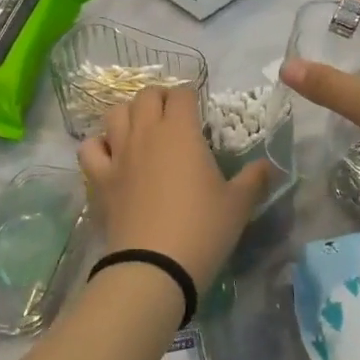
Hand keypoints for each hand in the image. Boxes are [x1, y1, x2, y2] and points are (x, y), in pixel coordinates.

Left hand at [78, 87, 271, 292]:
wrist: (154, 265)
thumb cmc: (202, 228)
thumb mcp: (238, 204)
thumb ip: (255, 179)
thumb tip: (269, 165)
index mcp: (181, 131)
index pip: (182, 94)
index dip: (191, 96)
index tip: (199, 110)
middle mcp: (146, 132)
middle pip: (146, 95)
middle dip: (160, 98)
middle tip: (173, 116)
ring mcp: (119, 153)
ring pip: (115, 113)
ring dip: (129, 114)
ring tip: (141, 128)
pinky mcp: (100, 177)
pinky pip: (90, 148)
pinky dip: (99, 144)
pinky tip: (110, 154)